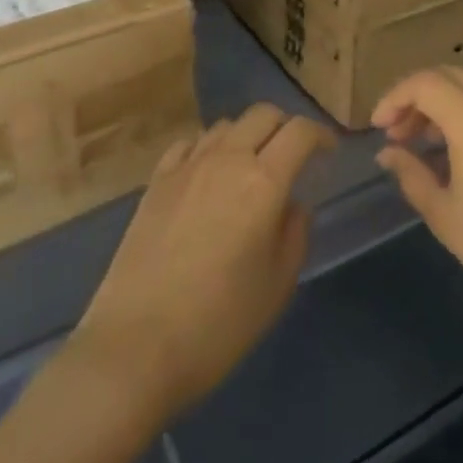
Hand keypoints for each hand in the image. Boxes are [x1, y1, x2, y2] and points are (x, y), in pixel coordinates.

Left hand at [74, 104, 331, 419]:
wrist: (134, 348)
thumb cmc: (218, 324)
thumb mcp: (278, 284)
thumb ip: (295, 232)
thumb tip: (292, 205)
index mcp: (264, 181)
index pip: (300, 132)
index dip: (320, 135)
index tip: (329, 152)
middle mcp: (227, 160)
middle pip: (263, 114)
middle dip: (285, 126)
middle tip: (292, 155)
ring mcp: (186, 167)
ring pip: (226, 125)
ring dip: (246, 136)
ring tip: (249, 166)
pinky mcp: (156, 182)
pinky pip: (189, 144)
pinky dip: (207, 148)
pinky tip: (207, 174)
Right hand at [372, 67, 462, 331]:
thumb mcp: (447, 216)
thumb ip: (412, 176)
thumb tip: (388, 153)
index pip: (424, 83)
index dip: (394, 98)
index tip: (378, 127)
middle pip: (451, 75)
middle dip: (419, 97)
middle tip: (400, 134)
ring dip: (448, 103)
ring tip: (430, 143)